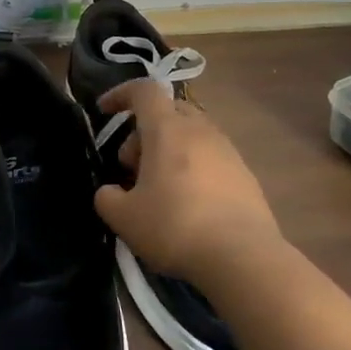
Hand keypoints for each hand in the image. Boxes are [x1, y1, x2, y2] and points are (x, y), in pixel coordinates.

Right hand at [93, 81, 285, 286]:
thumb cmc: (175, 227)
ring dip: (169, 150)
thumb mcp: (123, 217)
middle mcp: (201, 131)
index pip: (144, 91)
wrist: (244, 259)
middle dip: (144, 130)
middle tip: (131, 165)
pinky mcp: (246, 177)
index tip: (103, 111)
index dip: (120, 94)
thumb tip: (110, 192)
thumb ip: (107, 197)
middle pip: (169, 111)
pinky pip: (211, 158)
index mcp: (168, 129)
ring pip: (192, 135)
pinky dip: (192, 168)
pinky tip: (188, 204)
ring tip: (159, 188)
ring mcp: (229, 152)